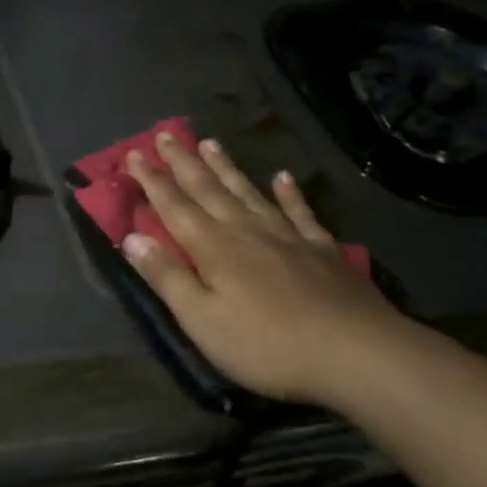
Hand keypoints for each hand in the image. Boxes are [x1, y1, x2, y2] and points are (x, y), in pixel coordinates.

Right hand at [122, 132, 421, 406]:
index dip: (151, 180)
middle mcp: (246, 230)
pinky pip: (299, 211)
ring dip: (226, 168)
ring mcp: (287, 235)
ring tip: (210, 143)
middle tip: (165, 135)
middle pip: (208, 189)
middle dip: (183, 162)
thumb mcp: (202, 319)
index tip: (134, 154)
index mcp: (213, 246)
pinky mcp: (321, 248)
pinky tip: (284, 177)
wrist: (355, 351)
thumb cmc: (266, 344)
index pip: (173, 206)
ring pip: (248, 192)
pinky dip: (289, 193)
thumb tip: (131, 237)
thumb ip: (166, 276)